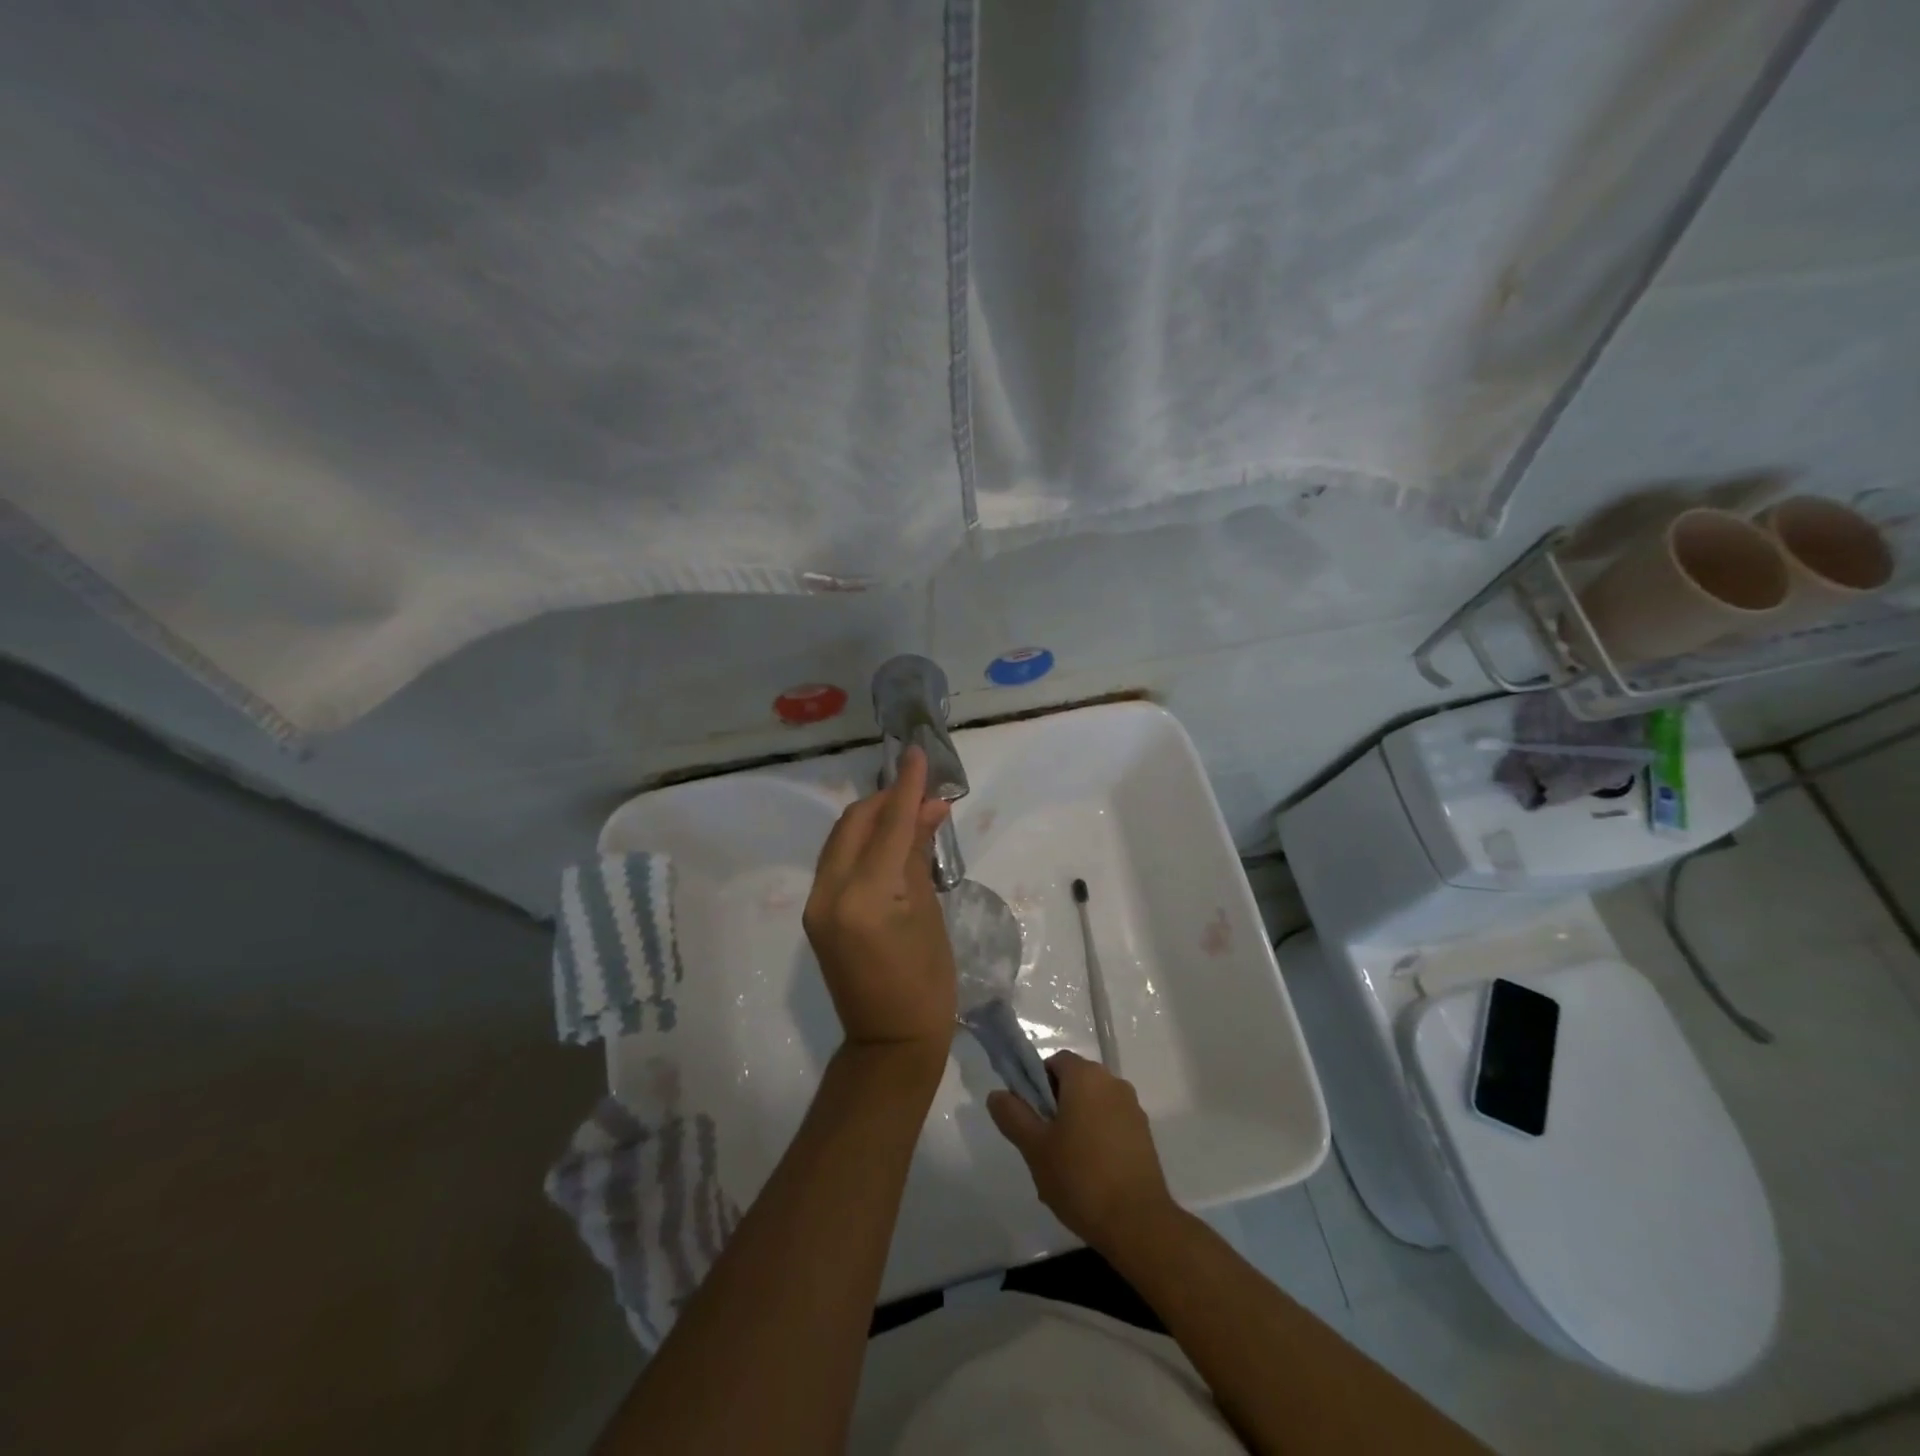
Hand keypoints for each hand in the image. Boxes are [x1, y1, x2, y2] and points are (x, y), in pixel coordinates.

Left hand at [804, 747, 957, 1057]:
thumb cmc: (927, 983)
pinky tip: (887, 840)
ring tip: (908, 810)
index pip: (888, 825)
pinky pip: (837, 860)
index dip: (906, 787)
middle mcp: (830, 892)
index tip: (917, 752)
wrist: (889, 1041)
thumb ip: (919, 853)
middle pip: (855, 823)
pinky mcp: (815, 913)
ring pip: (842, 838)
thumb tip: (929, 807)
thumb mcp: (929, 913)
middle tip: (921, 790)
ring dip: (872, 818)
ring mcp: (817, 903)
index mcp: (865, 896)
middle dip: (886, 800)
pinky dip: (862, 842)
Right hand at [987, 1051, 1174, 1248]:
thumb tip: (997, 1095)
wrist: (1138, 1224)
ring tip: (1064, 1167)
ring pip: (1093, 1106)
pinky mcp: (1145, 1135)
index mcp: (1086, 1076)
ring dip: (1076, 1125)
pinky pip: (1111, 1125)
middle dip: (1056, 1108)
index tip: (1030, 1117)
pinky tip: (1090, 1176)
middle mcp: (1113, 1083)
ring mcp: (1133, 1109)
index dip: (1036, 1084)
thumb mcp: (1035, 1148)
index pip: (1054, 1062)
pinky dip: (1098, 1139)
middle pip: (1075, 1083)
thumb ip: (1013, 1116)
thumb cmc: (1080, 1177)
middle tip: (1043, 1145)